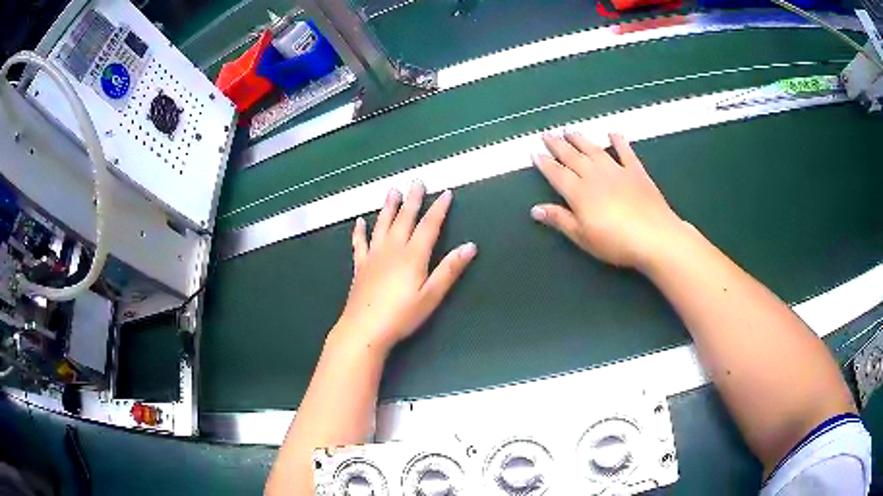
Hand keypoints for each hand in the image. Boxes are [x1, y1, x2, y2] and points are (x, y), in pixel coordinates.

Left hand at [331, 183, 476, 353]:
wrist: (365, 328)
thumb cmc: (402, 315)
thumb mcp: (432, 296)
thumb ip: (449, 269)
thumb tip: (470, 246)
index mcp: (413, 255)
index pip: (429, 226)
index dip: (438, 209)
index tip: (445, 193)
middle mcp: (393, 249)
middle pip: (404, 218)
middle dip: (413, 199)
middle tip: (416, 180)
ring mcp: (374, 255)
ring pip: (382, 224)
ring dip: (388, 206)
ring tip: (392, 190)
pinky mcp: (360, 266)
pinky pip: (359, 243)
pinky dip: (360, 231)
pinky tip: (360, 222)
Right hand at [531, 130, 685, 269]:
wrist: (654, 237)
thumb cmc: (615, 242)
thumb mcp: (583, 237)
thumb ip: (560, 220)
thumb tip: (535, 209)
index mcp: (579, 193)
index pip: (557, 174)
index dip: (545, 164)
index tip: (535, 153)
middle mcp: (595, 176)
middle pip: (572, 157)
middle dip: (558, 145)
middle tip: (547, 134)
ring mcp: (617, 171)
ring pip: (594, 150)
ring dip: (580, 139)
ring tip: (569, 130)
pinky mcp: (636, 172)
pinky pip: (625, 152)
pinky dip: (618, 141)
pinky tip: (612, 133)